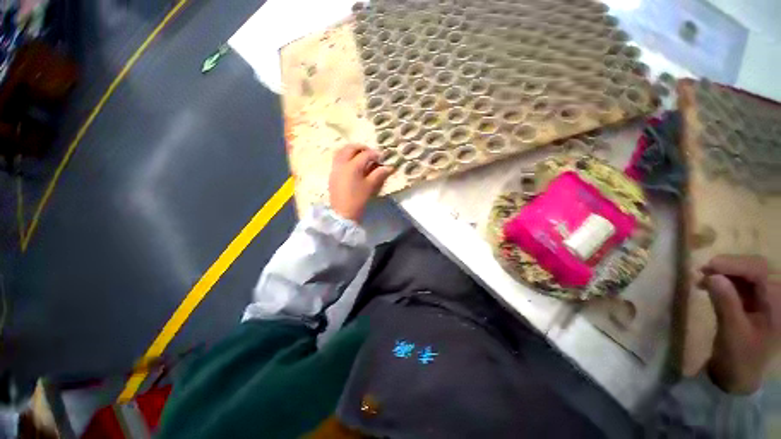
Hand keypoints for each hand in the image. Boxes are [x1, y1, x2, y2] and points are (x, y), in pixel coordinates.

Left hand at [328, 145, 392, 222]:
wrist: (342, 213)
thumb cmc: (358, 199)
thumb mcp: (370, 186)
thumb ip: (379, 174)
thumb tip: (389, 167)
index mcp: (352, 166)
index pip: (365, 154)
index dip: (375, 154)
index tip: (382, 158)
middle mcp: (342, 163)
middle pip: (350, 148)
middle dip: (361, 148)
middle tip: (370, 153)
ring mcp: (335, 168)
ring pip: (341, 152)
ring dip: (351, 150)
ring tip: (360, 156)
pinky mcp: (332, 174)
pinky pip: (337, 159)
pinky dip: (345, 156)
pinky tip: (352, 164)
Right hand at [700, 255, 780, 393]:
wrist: (738, 375)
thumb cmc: (739, 357)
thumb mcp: (732, 332)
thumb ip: (726, 303)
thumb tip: (712, 276)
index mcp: (778, 304)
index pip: (760, 271)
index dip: (736, 264)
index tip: (709, 266)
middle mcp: (777, 295)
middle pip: (756, 267)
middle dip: (730, 265)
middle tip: (703, 270)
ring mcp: (766, 297)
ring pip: (747, 271)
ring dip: (725, 271)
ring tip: (702, 277)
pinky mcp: (754, 300)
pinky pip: (741, 281)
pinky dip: (724, 278)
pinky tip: (709, 283)